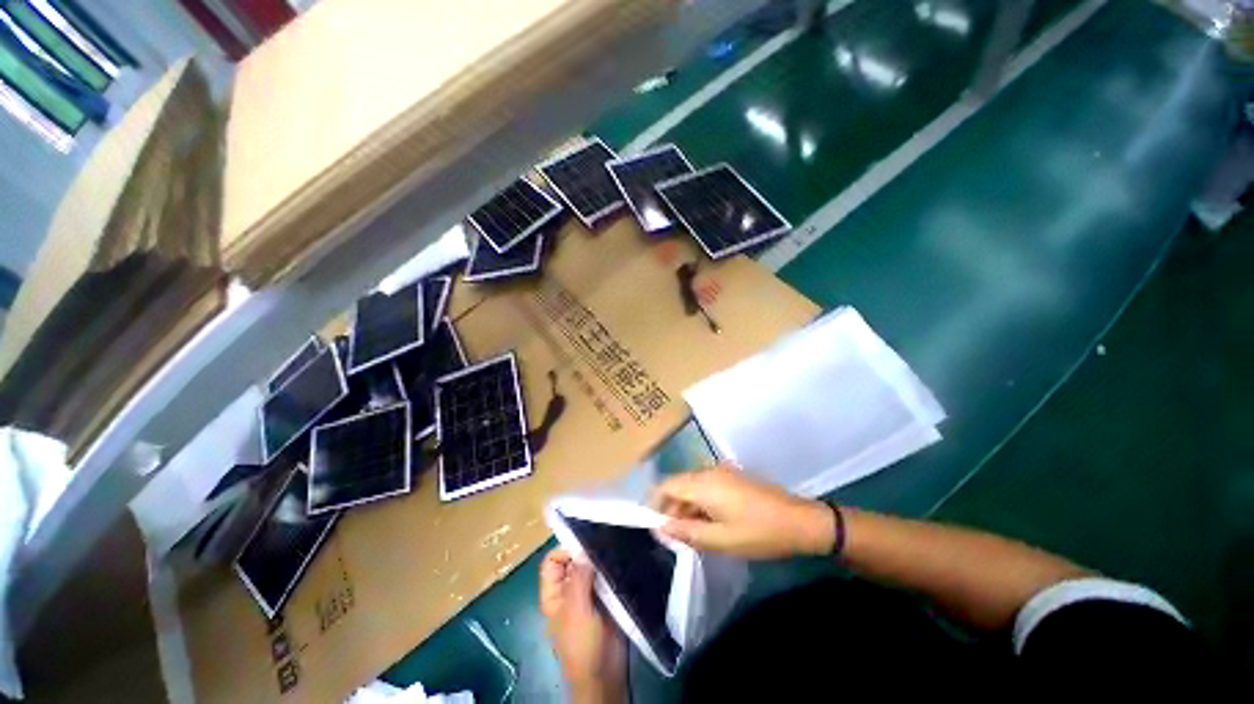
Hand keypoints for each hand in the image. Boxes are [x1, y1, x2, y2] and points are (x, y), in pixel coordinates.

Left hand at [540, 549, 626, 703]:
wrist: (605, 675)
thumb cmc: (582, 646)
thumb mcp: (575, 611)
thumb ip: (578, 578)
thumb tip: (584, 549)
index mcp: (554, 594)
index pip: (552, 562)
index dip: (565, 551)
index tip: (584, 547)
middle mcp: (569, 590)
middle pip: (574, 561)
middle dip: (587, 551)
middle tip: (604, 540)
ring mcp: (589, 594)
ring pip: (592, 567)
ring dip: (602, 558)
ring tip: (616, 547)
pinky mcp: (607, 598)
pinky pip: (608, 576)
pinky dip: (613, 568)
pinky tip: (623, 560)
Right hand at [652, 464, 835, 558]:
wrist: (800, 521)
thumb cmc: (758, 532)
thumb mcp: (720, 540)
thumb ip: (686, 532)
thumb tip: (661, 527)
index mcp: (702, 483)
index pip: (666, 485)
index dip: (655, 503)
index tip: (654, 525)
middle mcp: (709, 471)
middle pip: (679, 485)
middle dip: (672, 508)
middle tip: (675, 537)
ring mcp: (723, 472)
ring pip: (693, 486)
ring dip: (688, 507)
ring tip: (693, 534)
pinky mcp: (733, 476)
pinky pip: (707, 486)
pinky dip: (701, 503)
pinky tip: (710, 523)